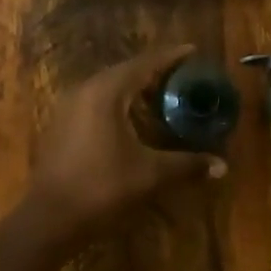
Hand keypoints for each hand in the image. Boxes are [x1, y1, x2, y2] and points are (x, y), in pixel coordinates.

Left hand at [26, 44, 226, 246]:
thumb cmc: (101, 188)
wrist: (48, 220)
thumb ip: (187, 165)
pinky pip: (97, 101)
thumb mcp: (150, 175)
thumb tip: (222, 166)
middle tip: (182, 76)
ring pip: (109, 86)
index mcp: (107, 91)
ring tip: (162, 96)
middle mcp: (86, 90)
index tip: (192, 50)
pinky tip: (133, 121)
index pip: (145, 64)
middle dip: (155, 72)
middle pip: (126, 71)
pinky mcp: (62, 124)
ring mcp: (69, 106)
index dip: (170, 57)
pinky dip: (119, 103)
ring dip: (135, 89)